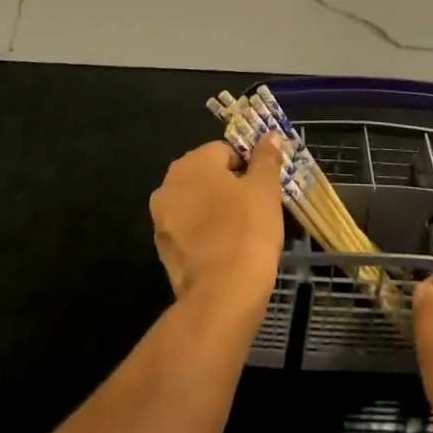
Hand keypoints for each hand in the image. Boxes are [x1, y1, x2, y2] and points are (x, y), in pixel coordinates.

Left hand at [149, 137, 285, 323]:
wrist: (223, 297)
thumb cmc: (247, 231)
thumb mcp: (265, 189)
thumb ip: (266, 158)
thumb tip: (270, 135)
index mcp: (190, 164)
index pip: (225, 151)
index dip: (248, 167)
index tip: (263, 189)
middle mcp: (168, 186)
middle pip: (207, 176)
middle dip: (230, 187)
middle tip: (256, 208)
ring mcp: (161, 220)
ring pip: (197, 204)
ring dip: (216, 210)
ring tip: (243, 232)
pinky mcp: (163, 251)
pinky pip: (190, 231)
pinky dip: (206, 234)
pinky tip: (227, 250)